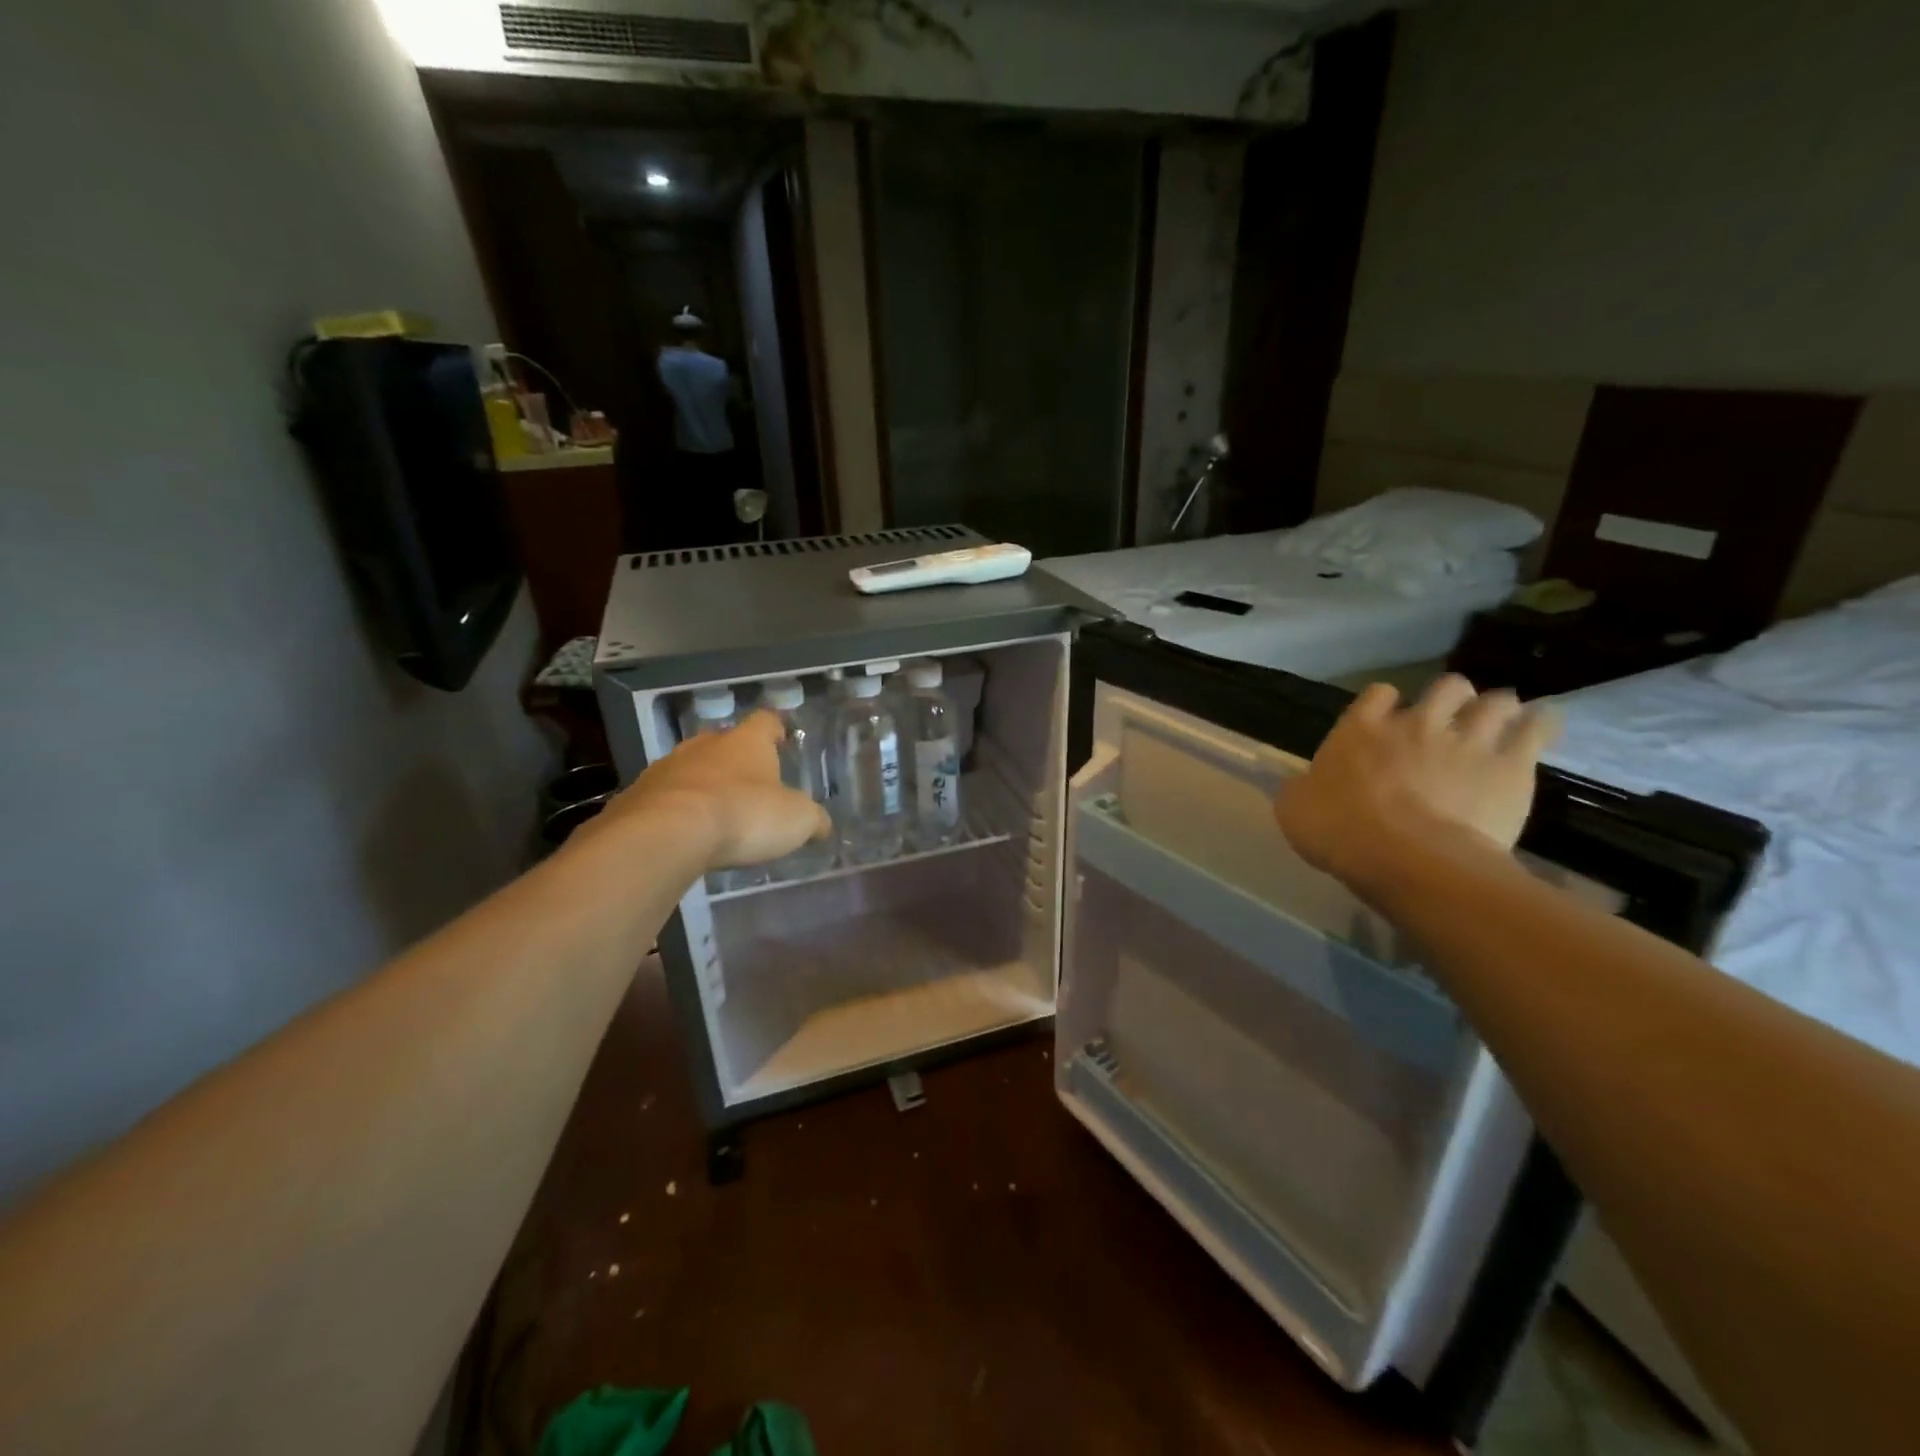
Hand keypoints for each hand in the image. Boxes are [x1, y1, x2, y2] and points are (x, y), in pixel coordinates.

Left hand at [595, 711, 831, 871]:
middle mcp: (706, 745)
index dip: (776, 729)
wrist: (666, 834)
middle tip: (749, 782)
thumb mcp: (796, 820)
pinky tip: (683, 833)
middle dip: (736, 759)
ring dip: (702, 784)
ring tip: (715, 811)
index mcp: (747, 742)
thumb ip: (812, 819)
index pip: (766, 721)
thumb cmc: (743, 815)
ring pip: (690, 768)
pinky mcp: (637, 795)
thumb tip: (821, 825)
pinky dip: (675, 810)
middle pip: (724, 742)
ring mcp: (667, 767)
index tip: (782, 739)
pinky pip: (663, 798)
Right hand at [1274, 675, 1559, 893]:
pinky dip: (1539, 724)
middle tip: (1450, 720)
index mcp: (1360, 730)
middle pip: (1445, 687)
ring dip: (1497, 708)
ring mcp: (1467, 739)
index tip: (1386, 720)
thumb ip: (1303, 787)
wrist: (1407, 858)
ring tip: (1499, 723)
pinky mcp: (1511, 764)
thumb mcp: (1295, 809)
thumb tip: (1304, 785)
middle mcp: (1415, 723)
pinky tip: (1540, 727)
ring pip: (1495, 701)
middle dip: (1451, 699)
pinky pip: (1537, 728)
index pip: (1377, 694)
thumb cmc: (1339, 831)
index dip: (1384, 704)